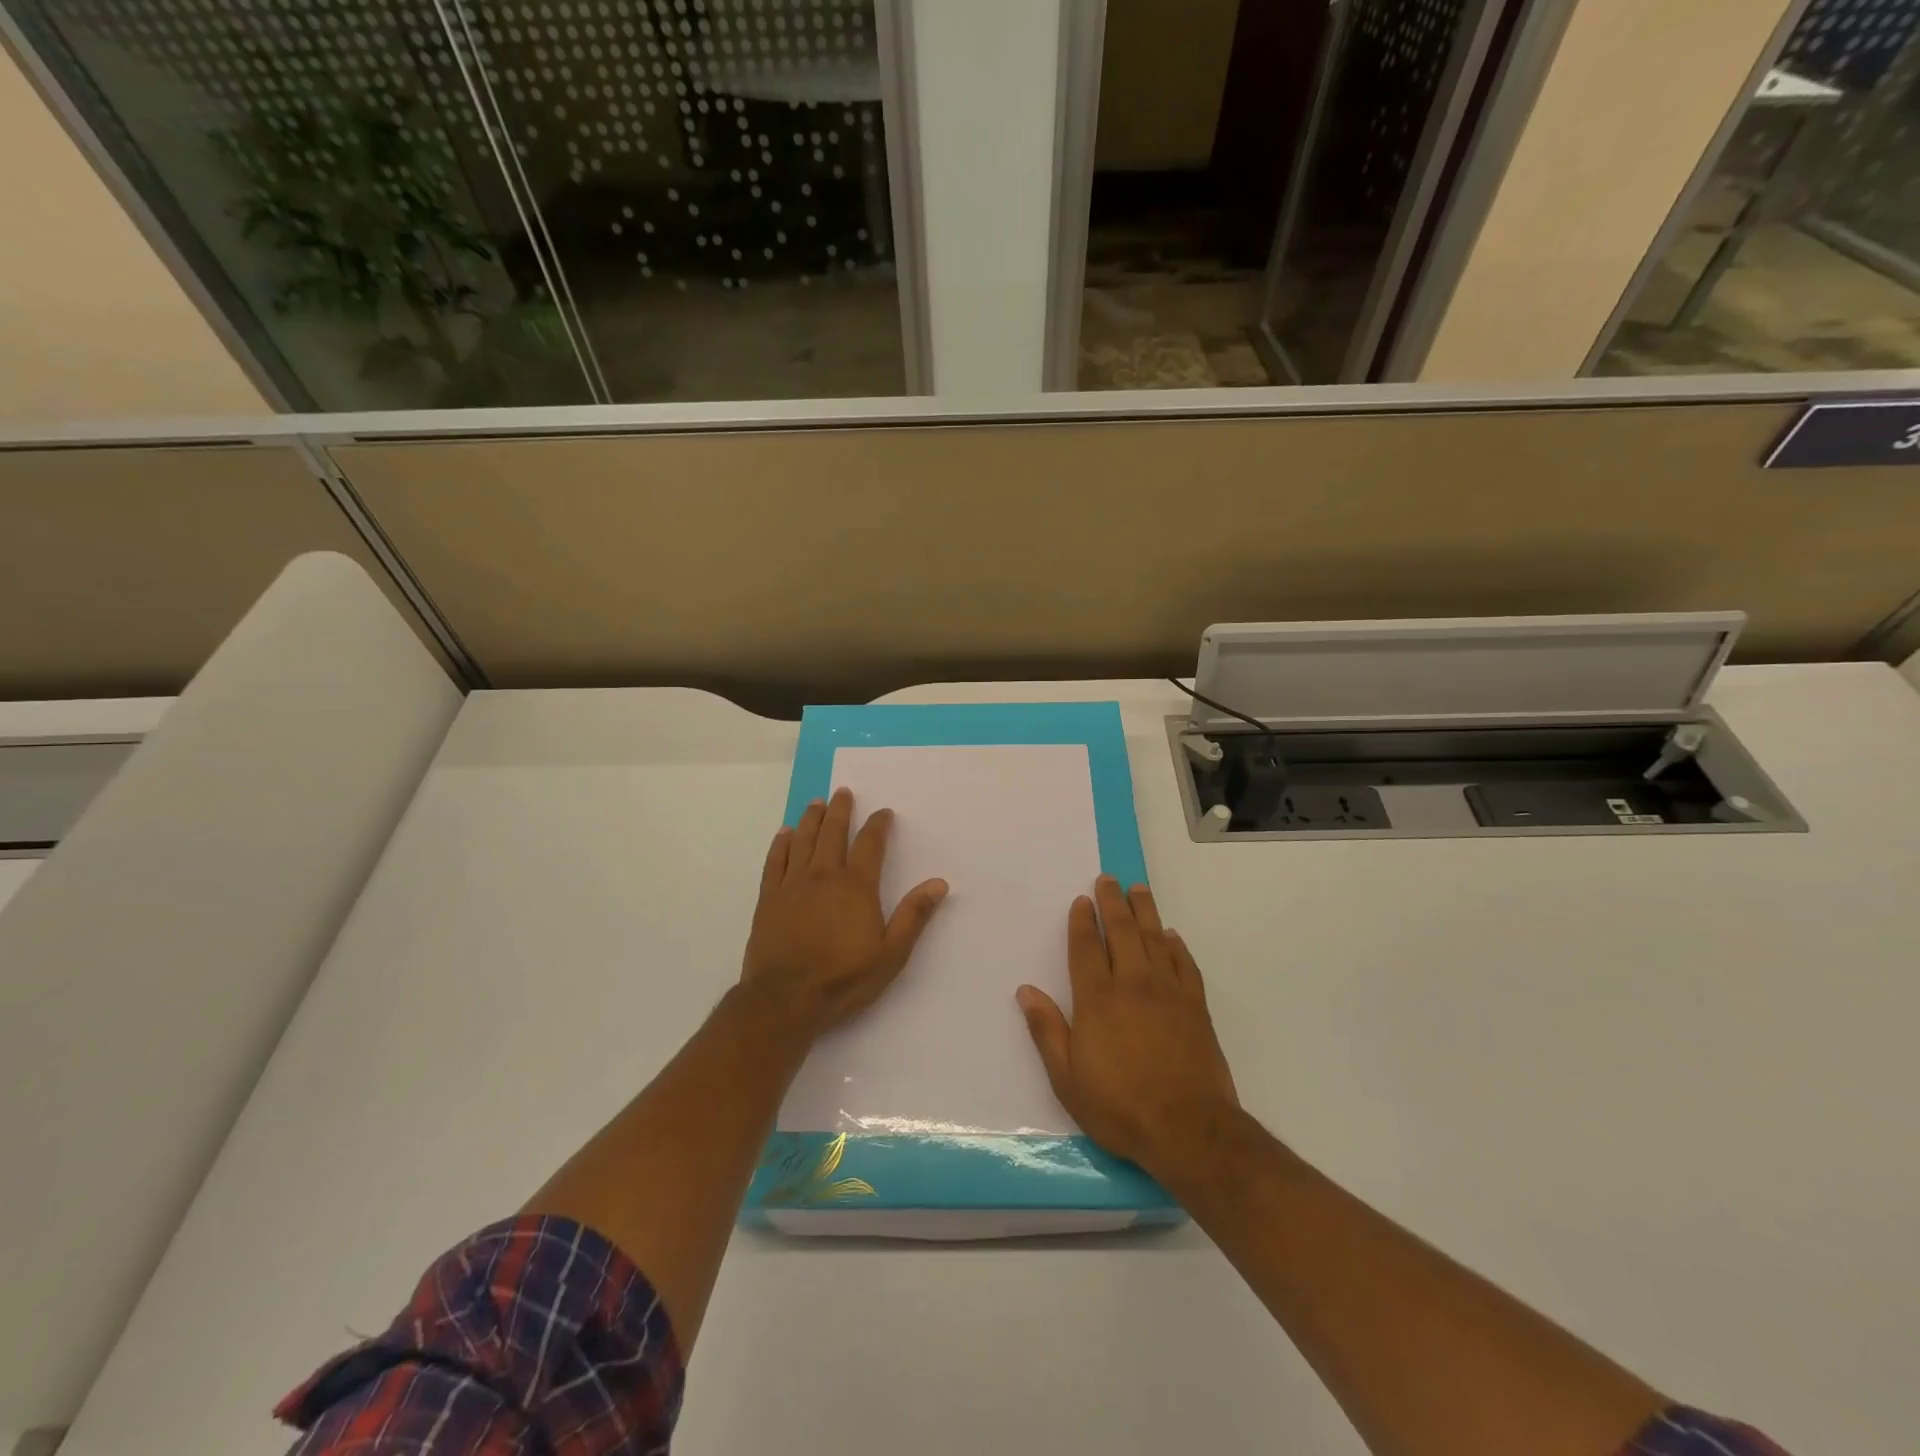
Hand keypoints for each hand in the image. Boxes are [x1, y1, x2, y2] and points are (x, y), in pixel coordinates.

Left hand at [740, 788, 948, 1039]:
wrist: (785, 999)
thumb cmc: (843, 979)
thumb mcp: (891, 954)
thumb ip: (913, 916)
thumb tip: (939, 883)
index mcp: (856, 886)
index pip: (870, 844)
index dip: (878, 825)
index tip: (883, 812)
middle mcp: (824, 876)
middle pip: (833, 833)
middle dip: (840, 810)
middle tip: (842, 792)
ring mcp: (793, 885)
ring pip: (803, 841)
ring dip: (811, 819)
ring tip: (817, 803)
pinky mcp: (769, 898)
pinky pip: (775, 861)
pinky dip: (781, 844)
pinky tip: (784, 834)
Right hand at [1016, 877, 1238, 1175]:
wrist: (1189, 1129)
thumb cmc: (1120, 1106)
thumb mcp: (1067, 1078)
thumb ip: (1047, 1030)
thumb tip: (1026, 990)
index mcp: (1097, 999)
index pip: (1086, 948)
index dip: (1082, 922)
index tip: (1082, 901)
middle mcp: (1132, 984)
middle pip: (1121, 932)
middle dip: (1112, 902)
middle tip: (1108, 879)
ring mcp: (1168, 992)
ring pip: (1155, 939)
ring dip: (1145, 911)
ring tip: (1138, 889)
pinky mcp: (1196, 1007)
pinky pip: (1185, 964)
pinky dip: (1176, 946)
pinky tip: (1171, 936)